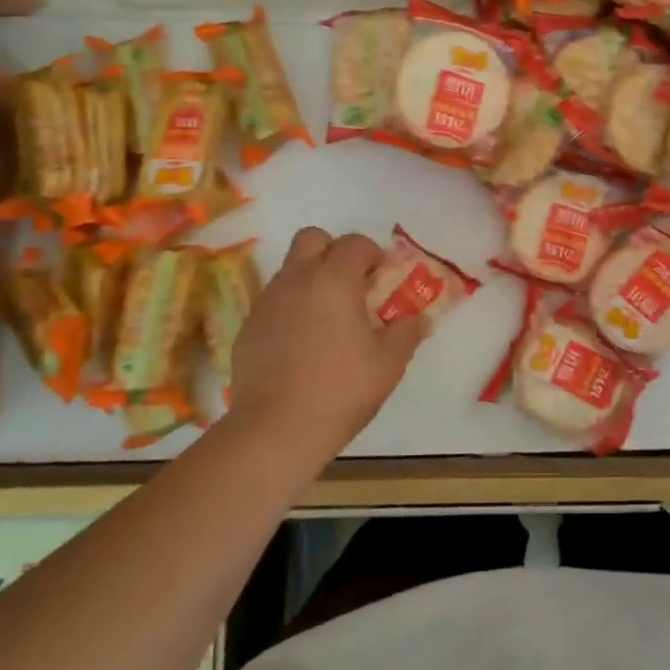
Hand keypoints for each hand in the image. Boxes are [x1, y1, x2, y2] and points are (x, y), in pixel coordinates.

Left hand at [224, 227, 426, 466]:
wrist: (275, 431)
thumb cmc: (341, 389)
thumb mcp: (389, 362)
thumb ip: (408, 332)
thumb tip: (421, 318)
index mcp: (334, 279)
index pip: (355, 243)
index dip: (373, 254)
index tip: (382, 280)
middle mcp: (297, 280)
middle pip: (312, 238)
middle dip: (334, 252)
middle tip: (351, 285)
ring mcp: (267, 303)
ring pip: (291, 270)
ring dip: (312, 280)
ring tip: (329, 320)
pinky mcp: (247, 329)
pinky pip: (274, 303)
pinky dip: (291, 310)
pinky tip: (302, 346)